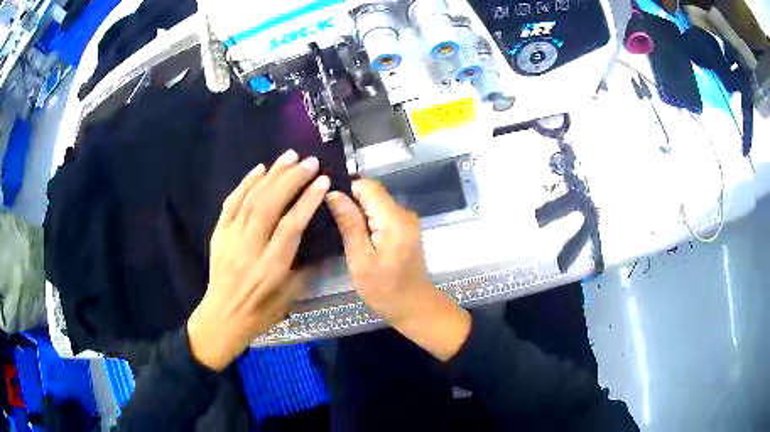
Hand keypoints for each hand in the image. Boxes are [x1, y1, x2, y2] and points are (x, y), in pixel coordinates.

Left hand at [187, 150, 330, 370]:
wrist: (222, 318)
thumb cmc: (260, 312)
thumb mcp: (290, 297)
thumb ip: (305, 269)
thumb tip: (319, 243)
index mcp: (271, 267)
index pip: (291, 226)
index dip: (307, 201)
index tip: (322, 181)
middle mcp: (250, 248)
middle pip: (270, 205)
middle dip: (291, 179)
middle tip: (309, 161)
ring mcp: (231, 239)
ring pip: (251, 199)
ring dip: (271, 175)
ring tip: (289, 157)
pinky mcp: (219, 234)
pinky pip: (231, 203)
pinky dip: (245, 183)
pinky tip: (259, 169)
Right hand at [326, 179, 470, 360]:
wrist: (413, 306)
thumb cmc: (384, 289)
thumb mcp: (360, 258)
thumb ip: (349, 223)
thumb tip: (333, 193)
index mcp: (394, 218)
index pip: (367, 186)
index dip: (346, 189)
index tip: (326, 202)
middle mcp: (404, 212)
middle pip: (372, 193)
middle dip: (350, 200)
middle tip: (327, 216)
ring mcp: (407, 220)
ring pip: (376, 203)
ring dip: (357, 211)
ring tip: (337, 224)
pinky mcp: (405, 228)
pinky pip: (382, 213)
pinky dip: (367, 219)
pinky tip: (355, 233)